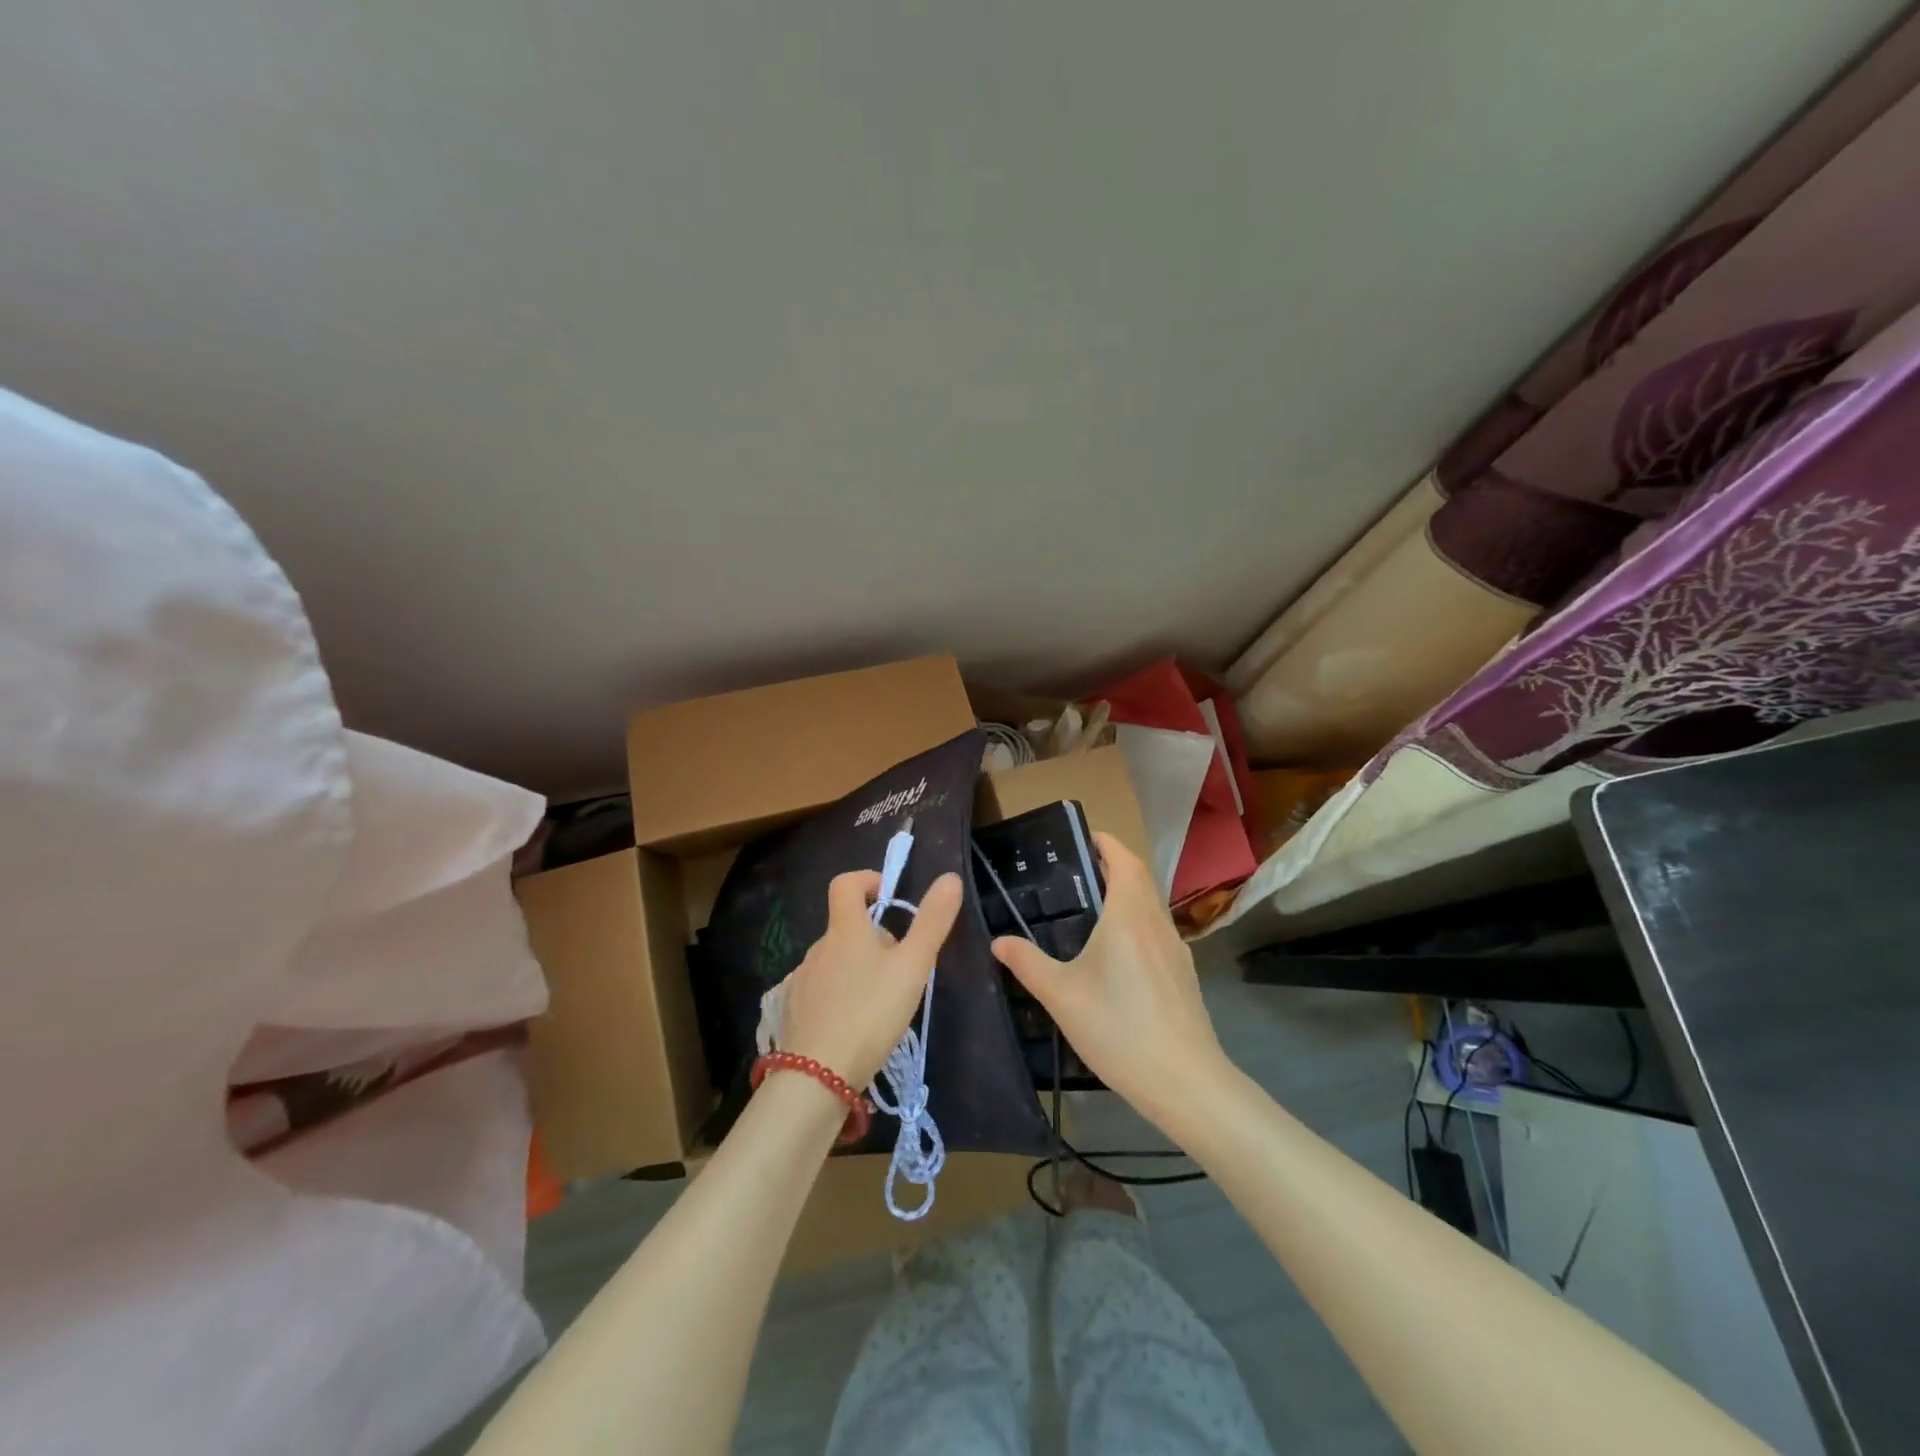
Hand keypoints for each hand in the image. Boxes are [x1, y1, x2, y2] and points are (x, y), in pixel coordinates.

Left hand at [778, 870, 963, 1087]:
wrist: (816, 1076)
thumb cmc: (870, 1013)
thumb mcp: (912, 966)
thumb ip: (932, 922)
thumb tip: (950, 878)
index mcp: (845, 930)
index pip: (846, 883)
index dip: (867, 880)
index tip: (888, 896)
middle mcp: (818, 948)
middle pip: (846, 927)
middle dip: (873, 938)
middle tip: (901, 967)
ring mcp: (801, 980)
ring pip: (834, 961)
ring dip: (856, 968)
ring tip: (880, 1002)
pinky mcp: (793, 1011)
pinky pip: (819, 990)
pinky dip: (838, 996)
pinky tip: (852, 1025)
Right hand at [991, 833, 1229, 1119]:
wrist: (1184, 1081)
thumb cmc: (1119, 1028)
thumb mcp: (1062, 996)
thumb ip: (1027, 963)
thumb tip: (999, 941)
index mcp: (1129, 914)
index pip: (1123, 859)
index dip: (1105, 842)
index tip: (1081, 837)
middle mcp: (1156, 922)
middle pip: (1139, 878)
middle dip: (1113, 865)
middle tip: (1076, 872)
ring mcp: (1175, 949)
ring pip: (1150, 906)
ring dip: (1126, 894)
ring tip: (1091, 909)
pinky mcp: (1183, 974)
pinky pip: (1157, 931)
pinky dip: (1136, 922)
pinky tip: (1116, 955)